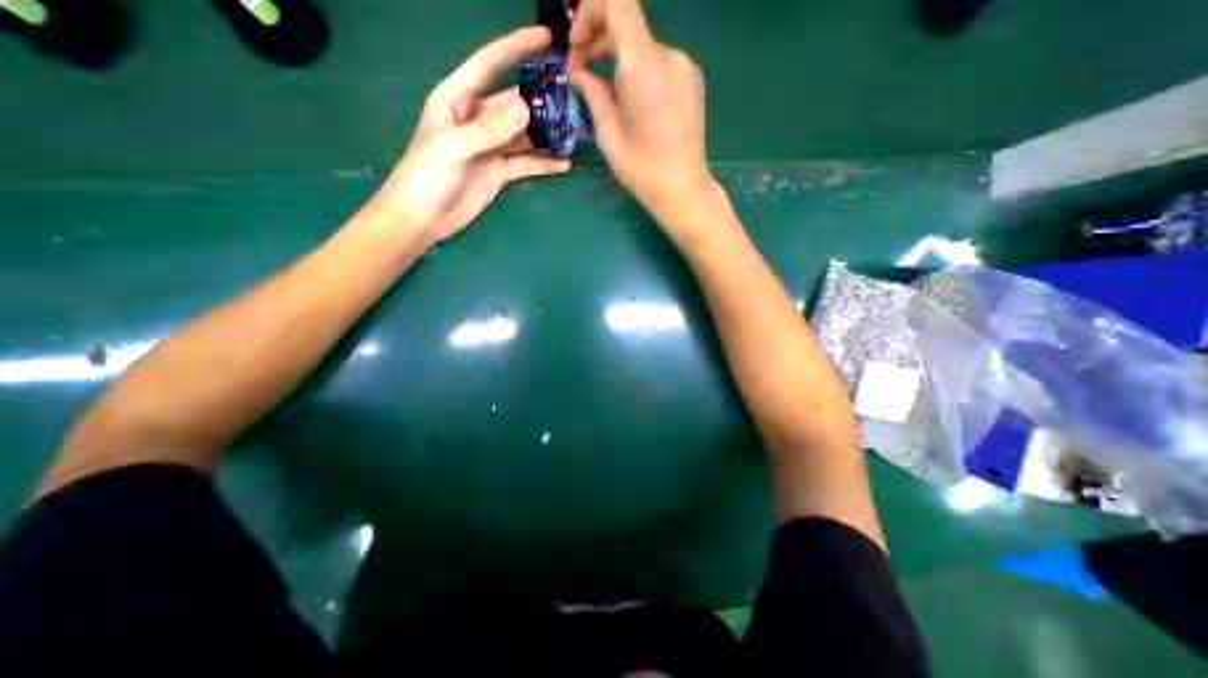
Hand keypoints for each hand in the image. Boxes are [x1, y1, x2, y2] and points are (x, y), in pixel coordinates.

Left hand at [372, 26, 571, 242]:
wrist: (424, 218)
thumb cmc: (426, 176)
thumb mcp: (454, 147)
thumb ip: (488, 128)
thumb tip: (525, 107)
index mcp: (458, 100)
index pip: (489, 65)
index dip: (515, 48)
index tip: (545, 38)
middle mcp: (478, 118)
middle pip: (514, 103)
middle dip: (541, 100)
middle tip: (573, 99)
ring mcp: (492, 147)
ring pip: (525, 135)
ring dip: (547, 135)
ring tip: (575, 132)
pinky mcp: (501, 171)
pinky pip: (527, 163)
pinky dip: (544, 164)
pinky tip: (564, 164)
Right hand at [570, 0, 714, 220]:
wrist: (683, 190)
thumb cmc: (642, 169)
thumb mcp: (608, 134)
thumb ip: (592, 93)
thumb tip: (578, 72)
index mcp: (643, 66)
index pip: (617, 1)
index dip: (590, 13)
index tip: (578, 48)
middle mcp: (668, 56)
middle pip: (629, 22)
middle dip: (599, 38)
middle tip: (583, 72)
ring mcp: (685, 67)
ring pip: (643, 46)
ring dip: (619, 58)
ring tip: (608, 93)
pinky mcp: (692, 81)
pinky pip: (659, 63)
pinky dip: (639, 70)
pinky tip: (633, 101)